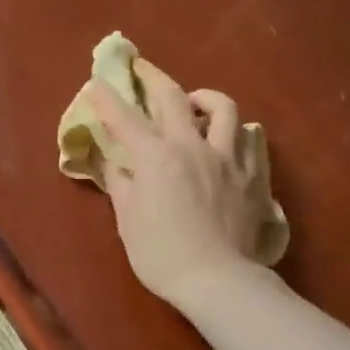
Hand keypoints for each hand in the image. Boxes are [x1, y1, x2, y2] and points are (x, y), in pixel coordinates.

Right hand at [89, 62, 269, 311]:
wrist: (217, 279)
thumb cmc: (162, 254)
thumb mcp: (128, 220)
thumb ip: (120, 183)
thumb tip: (113, 161)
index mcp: (156, 157)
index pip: (125, 118)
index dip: (107, 99)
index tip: (96, 83)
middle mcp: (193, 146)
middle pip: (175, 97)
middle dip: (154, 78)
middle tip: (143, 71)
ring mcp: (229, 158)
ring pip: (224, 109)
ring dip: (205, 99)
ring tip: (196, 105)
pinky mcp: (253, 175)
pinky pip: (251, 140)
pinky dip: (237, 132)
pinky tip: (231, 140)